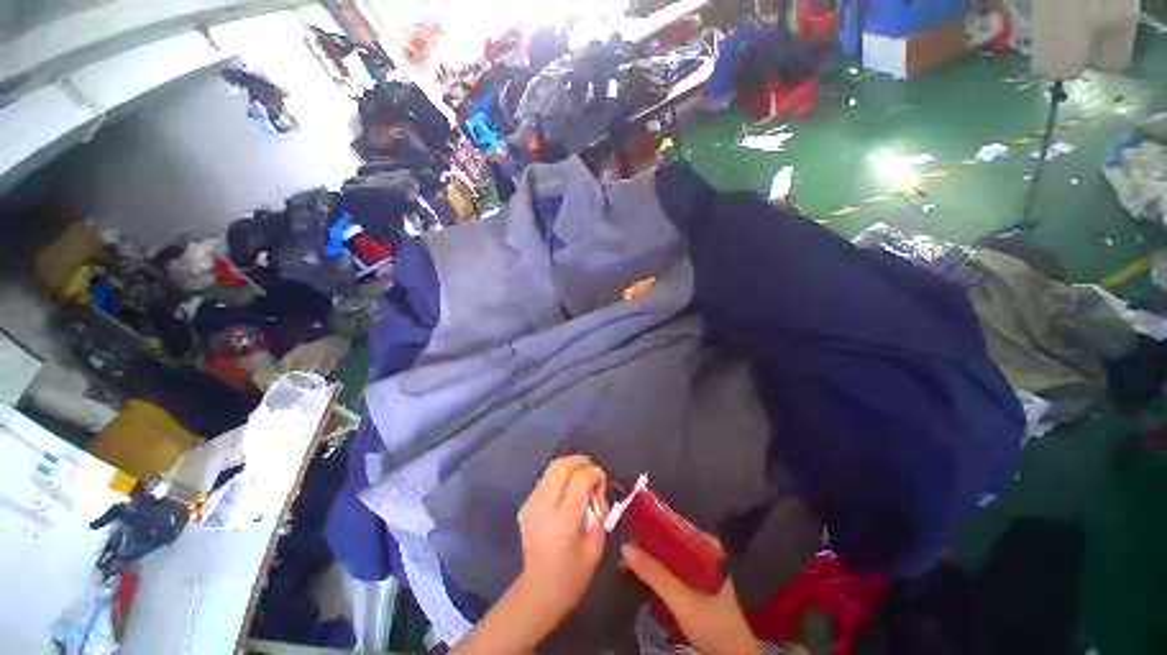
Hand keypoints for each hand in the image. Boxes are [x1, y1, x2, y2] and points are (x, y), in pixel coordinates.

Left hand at [452, 456, 608, 654]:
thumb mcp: (596, 545)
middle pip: (560, 466)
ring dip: (570, 467)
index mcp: (562, 523)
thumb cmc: (573, 575)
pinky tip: (568, 490)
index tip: (602, 479)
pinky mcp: (526, 504)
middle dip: (580, 462)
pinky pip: (546, 479)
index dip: (594, 473)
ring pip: (551, 468)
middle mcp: (542, 508)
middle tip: (592, 471)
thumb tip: (597, 484)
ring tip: (582, 479)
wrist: (538, 591)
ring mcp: (530, 504)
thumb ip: (599, 510)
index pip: (578, 481)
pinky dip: (560, 477)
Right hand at [621, 538, 756, 654]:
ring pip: (669, 558)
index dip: (653, 524)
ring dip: (650, 560)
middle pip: (671, 542)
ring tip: (627, 560)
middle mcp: (704, 555)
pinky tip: (642, 576)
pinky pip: (671, 573)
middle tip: (625, 547)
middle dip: (648, 544)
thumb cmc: (711, 623)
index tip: (631, 525)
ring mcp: (700, 573)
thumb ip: (655, 573)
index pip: (676, 525)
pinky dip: (656, 573)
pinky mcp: (695, 590)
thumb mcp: (681, 598)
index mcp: (707, 548)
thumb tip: (625, 547)